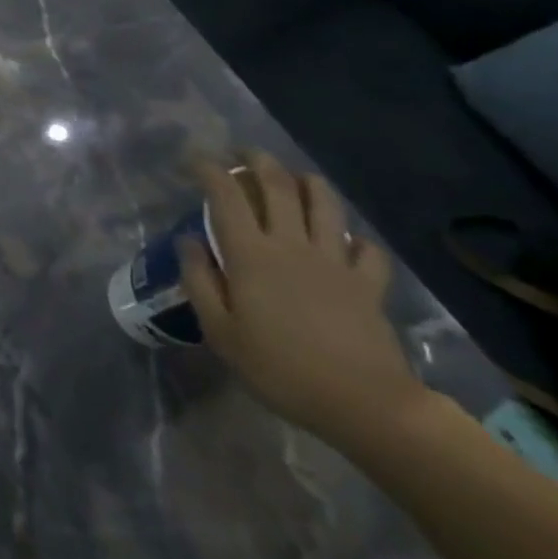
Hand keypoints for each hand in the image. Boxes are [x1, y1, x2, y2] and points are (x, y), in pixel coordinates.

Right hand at [179, 151, 428, 454]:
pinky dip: (356, 238)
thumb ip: (199, 281)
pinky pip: (367, 249)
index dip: (211, 170)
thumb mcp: (221, 332)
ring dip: (308, 182)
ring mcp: (335, 262)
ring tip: (295, 177)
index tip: (197, 160)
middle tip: (245, 153)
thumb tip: (189, 241)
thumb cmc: (280, 368)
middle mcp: (291, 245)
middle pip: (278, 186)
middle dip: (258, 161)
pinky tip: (347, 241)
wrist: (365, 405)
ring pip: (324, 204)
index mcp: (250, 254)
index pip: (226, 195)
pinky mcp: (368, 284)